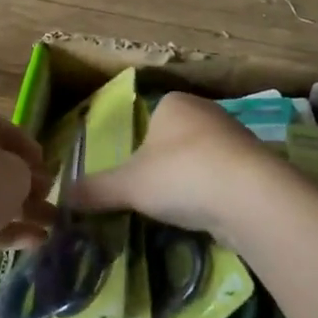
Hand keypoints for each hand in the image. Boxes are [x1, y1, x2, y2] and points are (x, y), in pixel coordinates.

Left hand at [0, 105, 56, 294]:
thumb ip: (26, 175)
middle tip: (51, 198)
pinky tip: (35, 243)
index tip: (47, 165)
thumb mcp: (14, 173)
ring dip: (20, 210)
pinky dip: (5, 232)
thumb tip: (22, 183)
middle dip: (25, 182)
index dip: (26, 144)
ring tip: (53, 224)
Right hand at [68, 92, 282, 243]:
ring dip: (191, 180)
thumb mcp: (128, 186)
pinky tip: (207, 214)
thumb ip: (95, 190)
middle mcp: (207, 111)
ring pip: (202, 158)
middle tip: (151, 194)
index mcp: (174, 104)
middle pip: (175, 139)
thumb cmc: (180, 176)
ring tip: (179, 209)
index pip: (149, 118)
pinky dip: (214, 194)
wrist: (250, 197)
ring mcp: (236, 137)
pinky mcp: (257, 166)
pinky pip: (225, 177)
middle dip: (165, 165)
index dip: (138, 145)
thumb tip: (61, 197)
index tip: (133, 175)